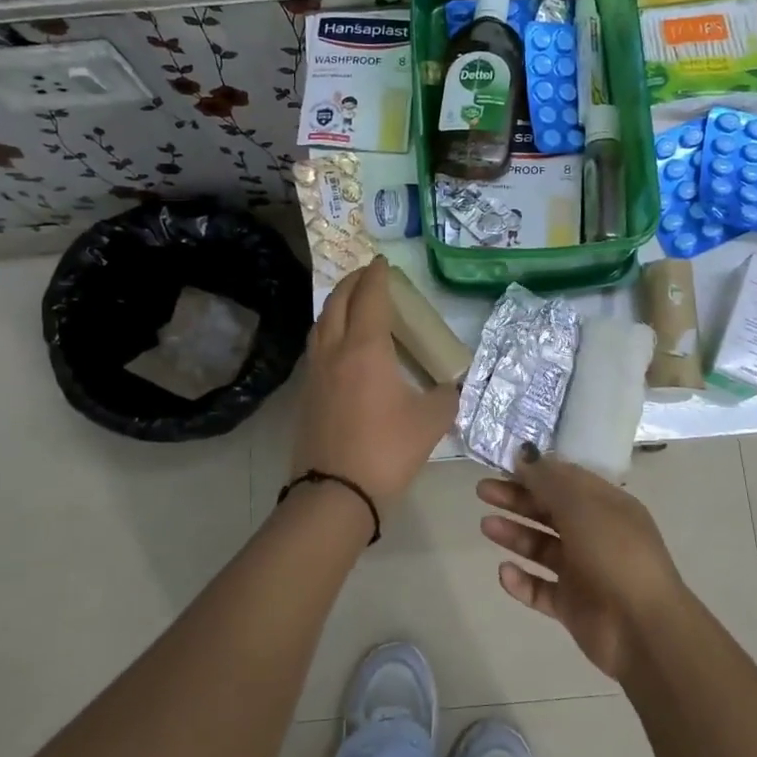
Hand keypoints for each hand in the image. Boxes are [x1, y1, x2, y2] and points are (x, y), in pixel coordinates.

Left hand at [288, 258, 460, 509]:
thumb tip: (450, 388)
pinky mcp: (306, 395)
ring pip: (321, 324)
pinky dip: (328, 331)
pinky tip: (340, 345)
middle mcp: (335, 351)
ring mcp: (315, 373)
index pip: (369, 298)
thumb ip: (445, 398)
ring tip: (352, 303)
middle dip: (353, 283)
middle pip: (338, 303)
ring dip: (336, 305)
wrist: (335, 493)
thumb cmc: (386, 450)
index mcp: (365, 349)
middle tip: (368, 275)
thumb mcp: (430, 422)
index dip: (377, 276)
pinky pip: (317, 347)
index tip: (383, 263)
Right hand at [476, 449, 689, 680]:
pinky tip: (504, 572)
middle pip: (550, 511)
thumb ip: (549, 480)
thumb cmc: (614, 553)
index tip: (503, 465)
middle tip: (483, 491)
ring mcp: (584, 572)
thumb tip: (525, 454)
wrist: (642, 627)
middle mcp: (595, 534)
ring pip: (543, 548)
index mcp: (606, 506)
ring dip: (515, 535)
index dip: (536, 472)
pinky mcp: (573, 606)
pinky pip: (541, 589)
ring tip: (486, 526)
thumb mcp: (582, 505)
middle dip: (517, 499)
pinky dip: (522, 581)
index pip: (566, 481)